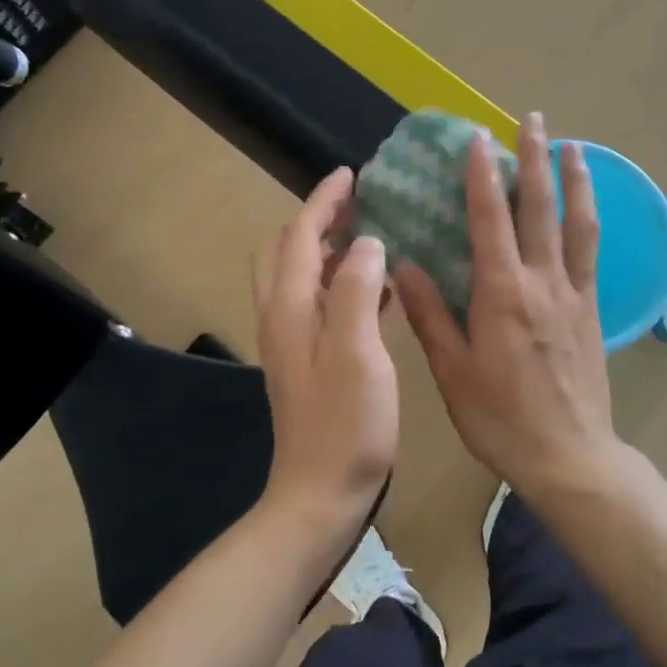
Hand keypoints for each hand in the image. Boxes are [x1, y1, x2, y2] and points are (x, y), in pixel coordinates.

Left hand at [253, 167, 399, 549]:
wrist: (321, 493)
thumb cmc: (345, 425)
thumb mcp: (357, 353)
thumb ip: (355, 290)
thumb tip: (366, 243)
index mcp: (290, 308)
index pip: (299, 236)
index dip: (323, 201)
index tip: (351, 173)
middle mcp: (284, 317)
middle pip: (290, 252)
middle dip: (319, 221)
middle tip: (360, 205)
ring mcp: (296, 342)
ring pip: (305, 278)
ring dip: (332, 250)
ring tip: (374, 235)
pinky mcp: (313, 363)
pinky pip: (324, 306)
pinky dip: (344, 285)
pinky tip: (382, 291)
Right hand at [393, 112, 623, 500]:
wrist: (569, 457)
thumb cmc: (501, 418)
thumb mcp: (452, 371)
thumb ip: (429, 314)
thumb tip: (403, 265)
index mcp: (503, 293)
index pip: (491, 219)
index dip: (483, 175)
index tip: (478, 138)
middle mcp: (542, 282)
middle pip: (541, 208)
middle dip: (536, 159)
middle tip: (535, 119)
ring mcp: (573, 295)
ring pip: (577, 225)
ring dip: (575, 181)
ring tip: (575, 147)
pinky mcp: (592, 313)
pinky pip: (591, 255)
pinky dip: (588, 222)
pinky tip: (585, 211)